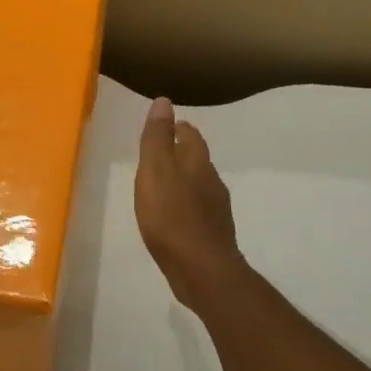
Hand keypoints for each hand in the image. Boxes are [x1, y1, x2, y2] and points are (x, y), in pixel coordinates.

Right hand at [136, 97, 244, 311]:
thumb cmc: (172, 216)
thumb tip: (164, 101)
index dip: (180, 128)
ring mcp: (215, 210)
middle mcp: (211, 182)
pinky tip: (175, 216)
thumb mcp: (155, 171)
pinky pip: (198, 210)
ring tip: (165, 182)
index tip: (170, 124)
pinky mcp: (212, 234)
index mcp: (197, 163)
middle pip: (198, 159)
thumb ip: (157, 138)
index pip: (192, 136)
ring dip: (185, 179)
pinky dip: (186, 205)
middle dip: (183, 152)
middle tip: (163, 151)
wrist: (201, 269)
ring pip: (200, 185)